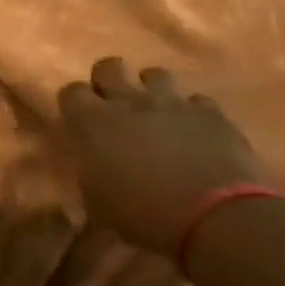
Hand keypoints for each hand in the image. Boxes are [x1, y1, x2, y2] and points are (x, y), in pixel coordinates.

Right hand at [57, 58, 269, 255]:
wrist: (213, 218)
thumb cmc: (142, 214)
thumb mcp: (97, 201)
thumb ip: (91, 170)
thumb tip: (94, 163)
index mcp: (92, 123)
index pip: (71, 91)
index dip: (74, 103)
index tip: (79, 120)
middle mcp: (128, 102)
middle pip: (108, 67)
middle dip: (107, 80)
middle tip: (113, 104)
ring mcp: (172, 104)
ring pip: (154, 74)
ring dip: (151, 89)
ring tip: (155, 111)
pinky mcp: (210, 113)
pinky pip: (196, 100)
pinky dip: (191, 112)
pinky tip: (193, 130)